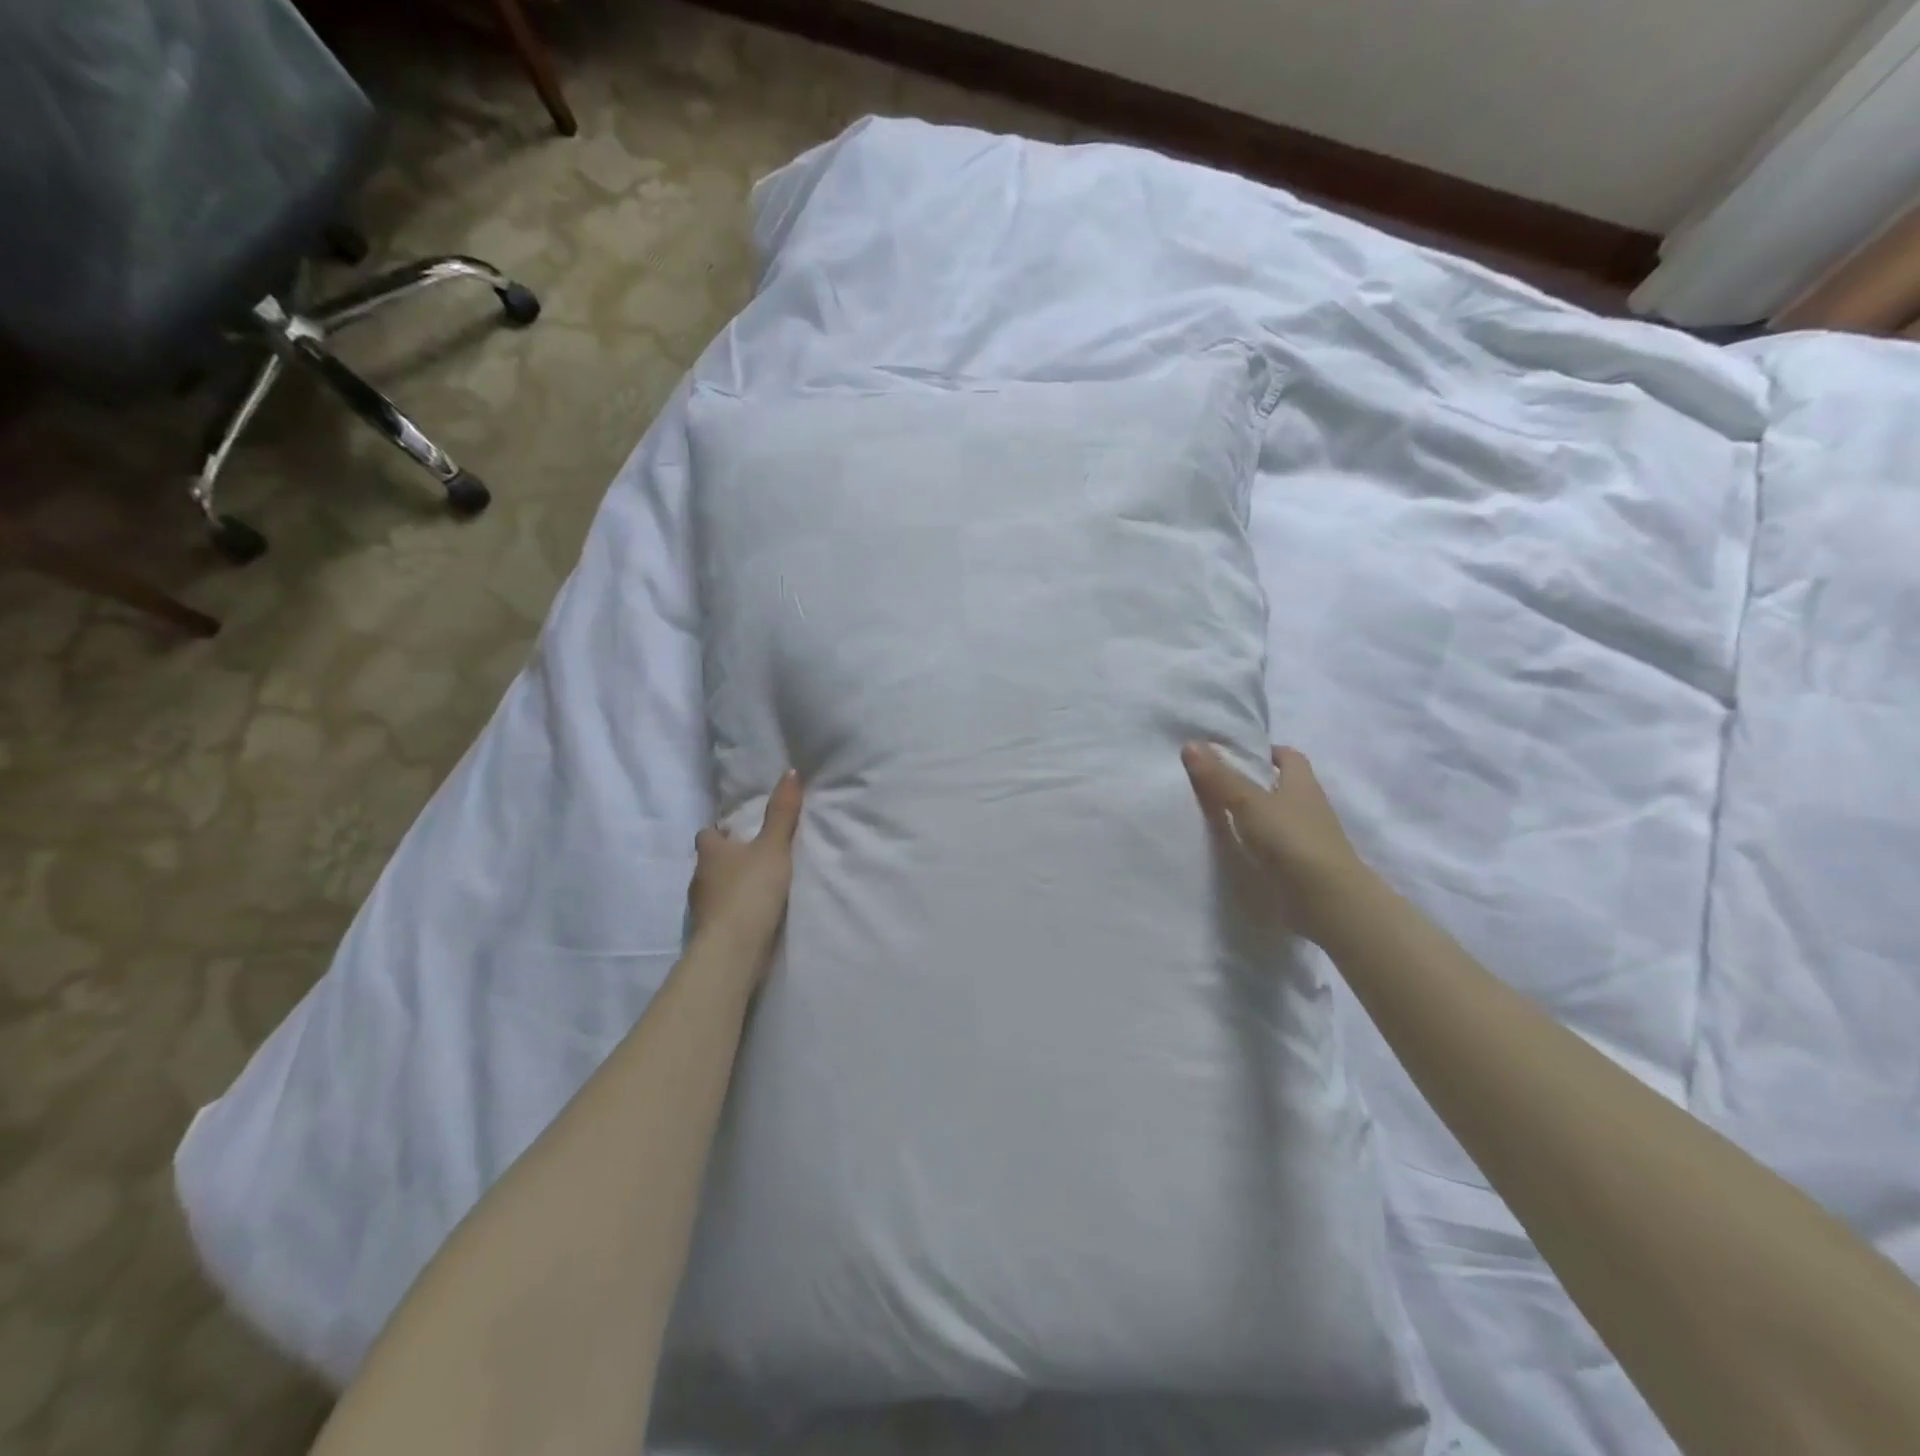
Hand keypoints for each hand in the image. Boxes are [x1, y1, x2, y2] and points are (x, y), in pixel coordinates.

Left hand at [688, 770, 803, 977]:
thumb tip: (789, 771)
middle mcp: (699, 877)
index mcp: (710, 851)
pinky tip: (752, 916)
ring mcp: (700, 908)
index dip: (720, 832)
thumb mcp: (774, 847)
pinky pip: (720, 915)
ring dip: (729, 888)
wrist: (733, 948)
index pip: (707, 834)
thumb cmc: (750, 889)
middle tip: (754, 858)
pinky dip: (732, 912)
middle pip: (710, 862)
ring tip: (757, 888)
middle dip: (727, 860)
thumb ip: (782, 813)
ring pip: (713, 889)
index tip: (738, 832)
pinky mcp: (708, 934)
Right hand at [1181, 742, 1368, 944]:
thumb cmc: (1291, 840)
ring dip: (1255, 816)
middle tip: (1217, 784)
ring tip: (1218, 816)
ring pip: (1278, 817)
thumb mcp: (1249, 803)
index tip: (1235, 756)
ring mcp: (1308, 839)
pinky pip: (1276, 847)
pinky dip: (1258, 845)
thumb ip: (1219, 777)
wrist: (1328, 900)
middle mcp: (1309, 806)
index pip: (1288, 757)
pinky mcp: (1302, 867)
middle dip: (1255, 784)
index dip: (1265, 752)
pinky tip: (1235, 849)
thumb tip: (1190, 743)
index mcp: (1302, 783)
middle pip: (1282, 787)